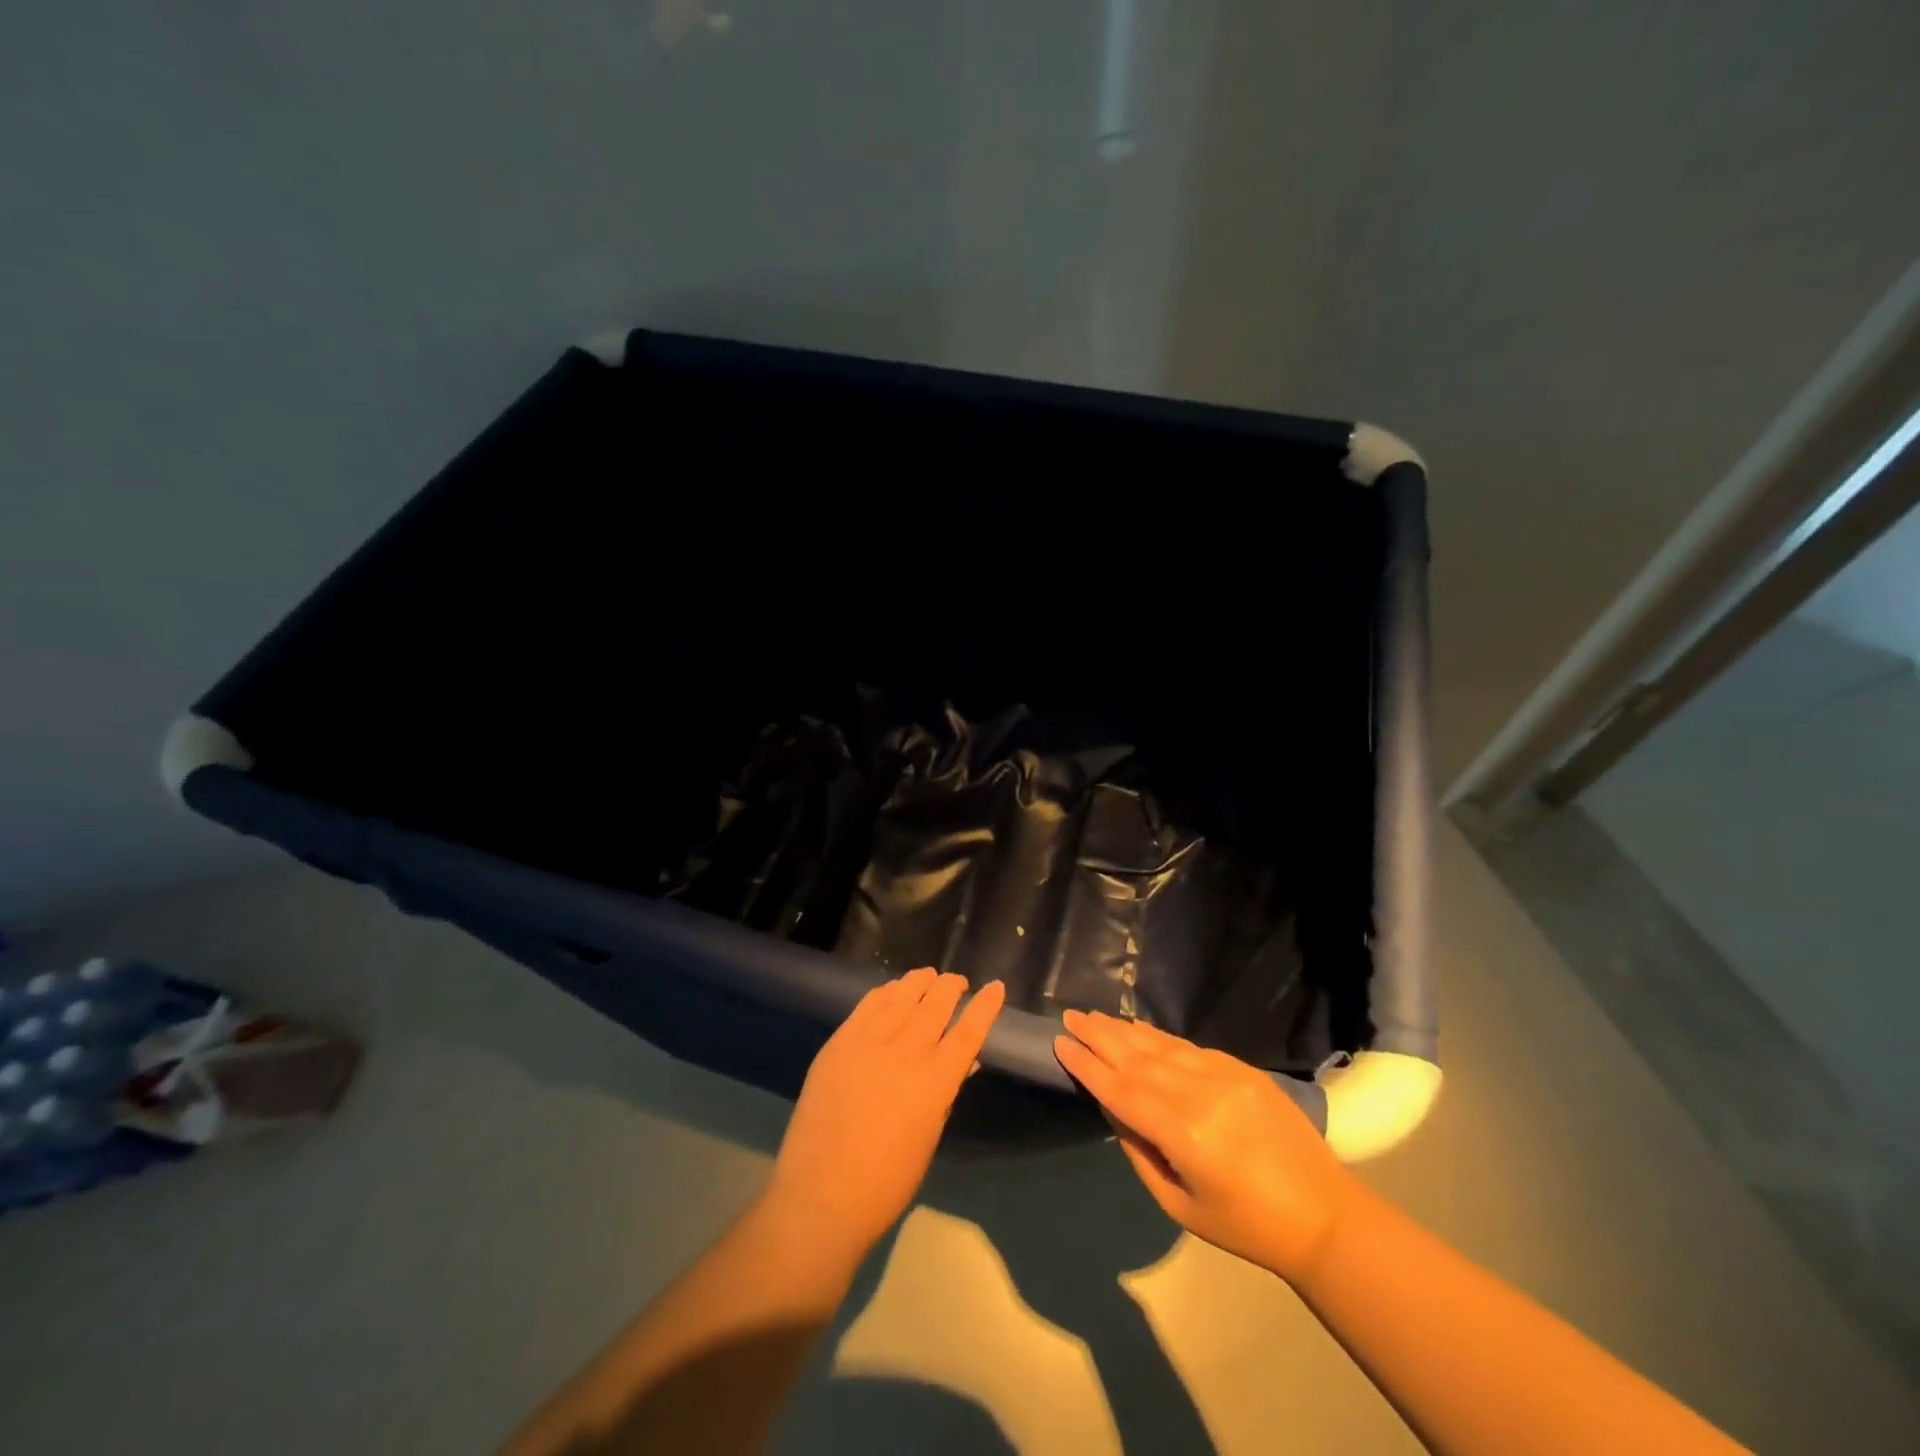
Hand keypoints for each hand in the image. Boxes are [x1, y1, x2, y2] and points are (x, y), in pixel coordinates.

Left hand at [763, 969, 1004, 1262]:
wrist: (822, 1194)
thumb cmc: (886, 1182)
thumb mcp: (929, 1137)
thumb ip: (945, 1093)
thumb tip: (963, 1062)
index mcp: (936, 1081)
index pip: (969, 1031)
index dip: (985, 1006)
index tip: (995, 987)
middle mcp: (907, 1052)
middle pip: (936, 1004)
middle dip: (951, 987)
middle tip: (958, 981)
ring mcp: (870, 1042)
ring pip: (902, 997)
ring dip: (919, 982)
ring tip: (928, 975)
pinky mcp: (841, 1042)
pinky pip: (868, 1005)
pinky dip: (885, 992)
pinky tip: (892, 989)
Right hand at [1053, 1010, 1362, 1282]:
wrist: (1324, 1216)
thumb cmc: (1245, 1225)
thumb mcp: (1180, 1205)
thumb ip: (1140, 1152)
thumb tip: (1113, 1109)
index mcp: (1182, 1132)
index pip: (1121, 1090)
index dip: (1088, 1066)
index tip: (1060, 1043)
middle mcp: (1199, 1093)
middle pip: (1137, 1058)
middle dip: (1099, 1036)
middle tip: (1070, 1016)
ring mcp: (1224, 1075)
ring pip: (1161, 1045)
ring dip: (1125, 1030)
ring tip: (1096, 1016)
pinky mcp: (1242, 1069)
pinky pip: (1189, 1047)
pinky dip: (1159, 1036)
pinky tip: (1140, 1029)